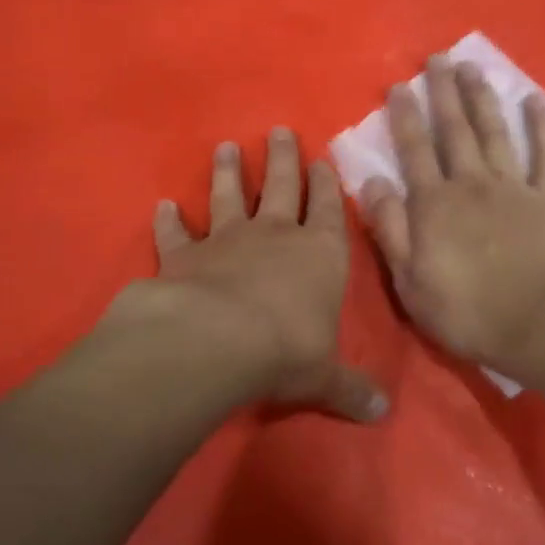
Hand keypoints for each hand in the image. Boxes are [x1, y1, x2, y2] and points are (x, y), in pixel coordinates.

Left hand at [116, 128, 386, 422]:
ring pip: (229, 195)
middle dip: (283, 158)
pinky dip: (168, 220)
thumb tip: (382, 414)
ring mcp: (227, 239)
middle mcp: (275, 235)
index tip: (322, 159)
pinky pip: (175, 232)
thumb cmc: (286, 351)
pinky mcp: (184, 254)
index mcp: (319, 253)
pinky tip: (162, 206)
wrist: (218, 341)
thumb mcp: (325, 376)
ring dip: (228, 172)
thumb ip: (351, 389)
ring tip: (225, 147)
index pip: (328, 209)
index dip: (327, 184)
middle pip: (281, 185)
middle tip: (279, 130)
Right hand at [359, 58, 544, 393]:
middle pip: (454, 131)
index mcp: (434, 204)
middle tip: (438, 59)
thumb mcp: (410, 281)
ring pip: (494, 132)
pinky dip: (541, 125)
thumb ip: (389, 227)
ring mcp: (514, 187)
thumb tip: (371, 180)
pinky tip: (534, 100)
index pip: (414, 151)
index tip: (400, 86)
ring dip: (481, 98)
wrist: (542, 325)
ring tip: (472, 67)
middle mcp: (471, 183)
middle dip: (443, 93)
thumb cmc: (469, 312)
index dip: (405, 117)